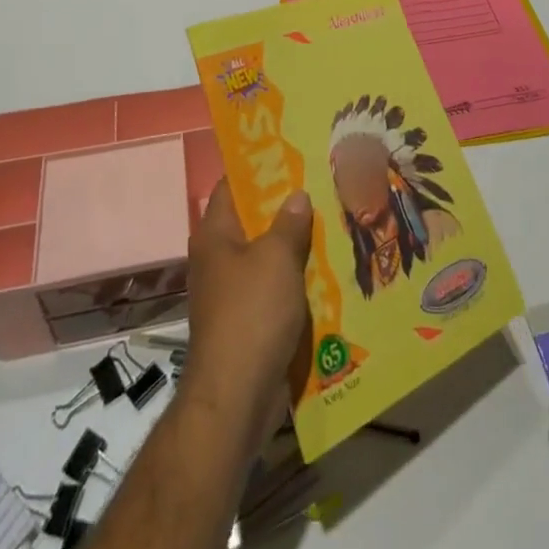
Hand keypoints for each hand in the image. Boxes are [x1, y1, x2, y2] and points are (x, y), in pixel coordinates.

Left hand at [181, 180, 312, 455]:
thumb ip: (289, 222)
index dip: (258, 166)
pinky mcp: (248, 321)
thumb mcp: (276, 258)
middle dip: (286, 205)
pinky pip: (275, 287)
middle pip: (253, 219)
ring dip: (296, 243)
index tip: (290, 150)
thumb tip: (297, 195)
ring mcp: (232, 291)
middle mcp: (219, 258)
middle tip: (322, 183)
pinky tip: (328, 269)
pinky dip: (296, 277)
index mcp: (215, 234)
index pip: (232, 185)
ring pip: (267, 255)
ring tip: (333, 220)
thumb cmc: (252, 314)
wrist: (236, 398)